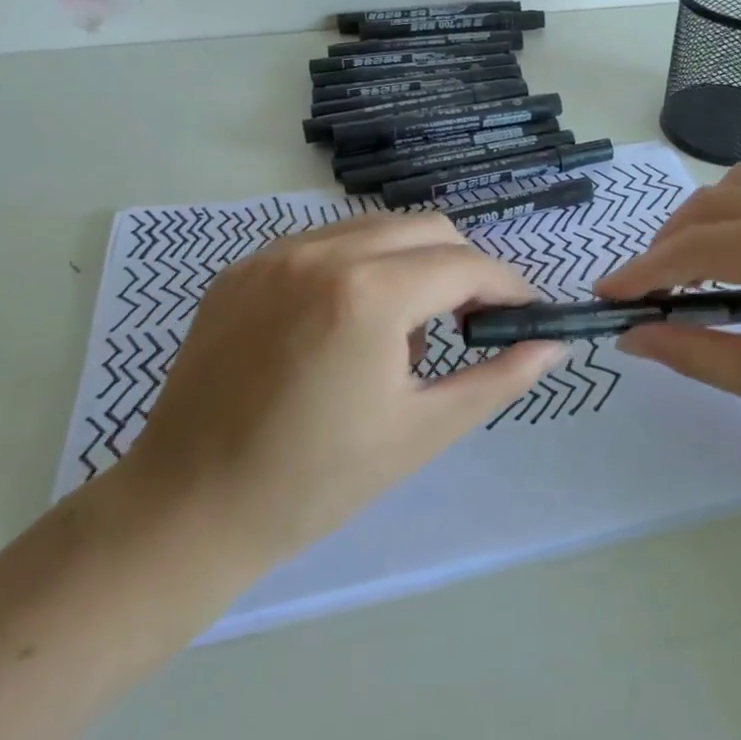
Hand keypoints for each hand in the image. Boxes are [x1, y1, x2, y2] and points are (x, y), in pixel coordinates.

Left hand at [120, 212, 564, 568]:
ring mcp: (275, 254)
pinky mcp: (243, 267)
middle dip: (464, 267)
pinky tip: (349, 322)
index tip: (525, 313)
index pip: (467, 265)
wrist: (185, 510)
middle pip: (428, 229)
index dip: (508, 286)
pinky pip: (325, 243)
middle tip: (470, 321)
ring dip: (412, 261)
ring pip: (376, 228)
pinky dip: (360, 265)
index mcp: (368, 294)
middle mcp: (322, 253)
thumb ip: (498, 378)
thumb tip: (555, 344)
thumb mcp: (422, 432)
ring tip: (405, 328)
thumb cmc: (314, 482)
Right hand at [595, 164, 740, 480]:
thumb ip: (694, 352)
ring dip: (703, 220)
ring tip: (685, 270)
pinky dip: (738, 216)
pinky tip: (735, 257)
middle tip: (644, 291)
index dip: (647, 269)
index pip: (706, 244)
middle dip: (669, 242)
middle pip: (719, 203)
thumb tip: (631, 335)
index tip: (607, 295)